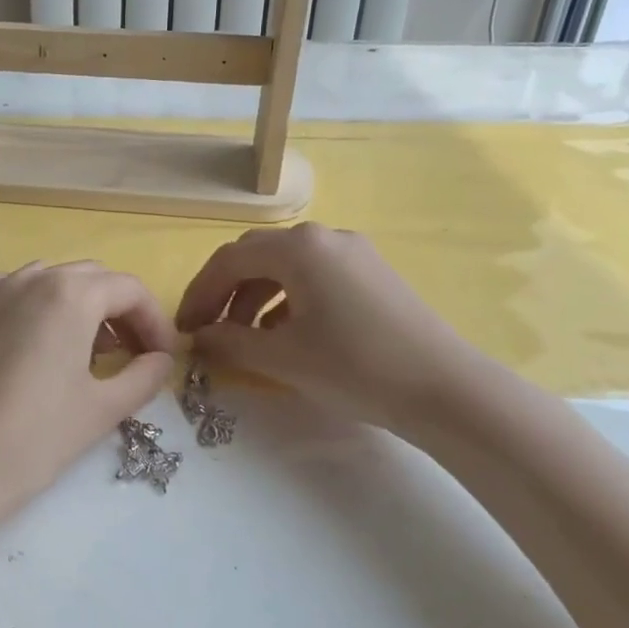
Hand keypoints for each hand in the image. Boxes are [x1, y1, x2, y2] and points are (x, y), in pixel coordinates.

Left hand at [0, 262, 177, 521]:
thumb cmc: (34, 439)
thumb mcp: (102, 409)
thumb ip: (144, 376)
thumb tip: (161, 359)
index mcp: (71, 294)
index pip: (129, 290)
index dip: (155, 322)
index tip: (163, 358)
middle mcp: (32, 279)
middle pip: (91, 279)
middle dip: (120, 312)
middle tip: (134, 355)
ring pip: (47, 279)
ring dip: (76, 305)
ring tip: (85, 349)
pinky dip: (20, 297)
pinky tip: (23, 326)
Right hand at [175, 224, 488, 432]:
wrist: (445, 388)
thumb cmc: (355, 367)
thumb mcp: (282, 358)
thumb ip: (230, 344)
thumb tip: (199, 339)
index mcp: (299, 248)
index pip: (229, 260)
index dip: (199, 294)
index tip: (183, 329)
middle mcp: (324, 238)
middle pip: (256, 256)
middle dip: (224, 292)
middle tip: (207, 329)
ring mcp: (353, 252)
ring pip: (286, 266)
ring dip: (255, 298)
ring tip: (244, 339)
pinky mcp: (371, 273)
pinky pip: (314, 276)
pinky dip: (287, 300)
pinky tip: (285, 335)